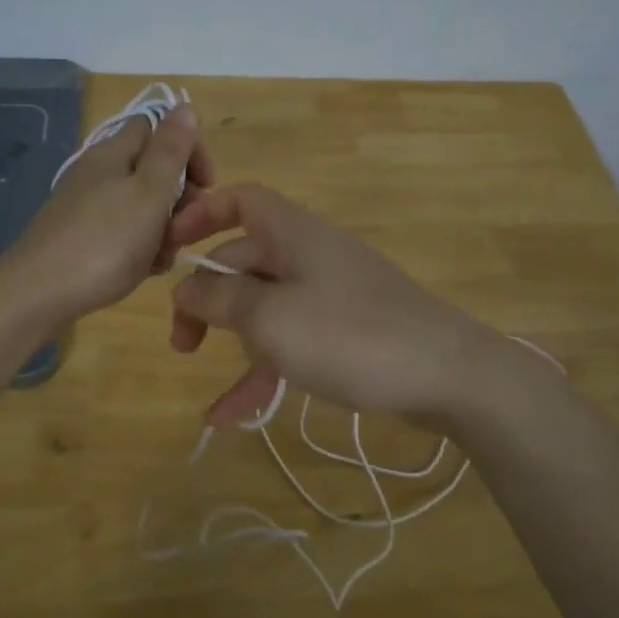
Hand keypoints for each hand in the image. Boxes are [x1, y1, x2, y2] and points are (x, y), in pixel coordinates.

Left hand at [1, 103, 214, 325]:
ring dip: (162, 227)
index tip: (207, 185)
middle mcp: (98, 172)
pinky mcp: (79, 236)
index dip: (188, 149)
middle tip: (185, 228)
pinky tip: (144, 270)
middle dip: (179, 197)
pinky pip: (122, 231)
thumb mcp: (148, 192)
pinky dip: (140, 246)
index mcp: (114, 153)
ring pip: (140, 205)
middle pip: (151, 169)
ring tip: (164, 257)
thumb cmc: (104, 242)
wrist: (38, 294)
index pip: (158, 127)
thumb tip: (184, 106)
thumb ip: (170, 150)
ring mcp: (86, 205)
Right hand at [167, 184, 530, 427]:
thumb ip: (219, 298)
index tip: (170, 249)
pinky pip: (292, 340)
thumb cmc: (349, 334)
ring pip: (265, 309)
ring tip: (213, 400)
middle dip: (207, 301)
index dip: (202, 215)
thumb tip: (186, 286)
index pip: (240, 200)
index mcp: (292, 232)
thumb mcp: (269, 317)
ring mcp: (330, 293)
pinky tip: (233, 417)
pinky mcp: (346, 330)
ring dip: (235, 348)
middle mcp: (309, 254)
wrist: (448, 375)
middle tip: (181, 344)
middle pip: (244, 262)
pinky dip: (265, 372)